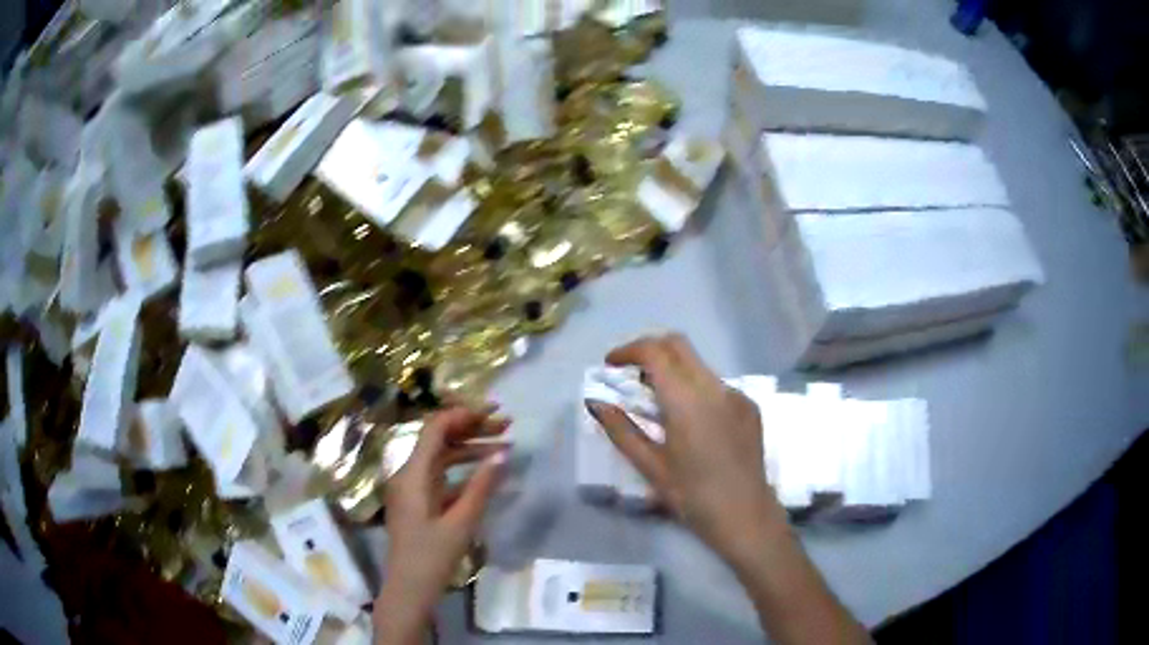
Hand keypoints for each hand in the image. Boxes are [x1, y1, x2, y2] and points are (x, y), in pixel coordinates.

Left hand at [374, 406, 509, 644]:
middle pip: (439, 439)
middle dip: (472, 429)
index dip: (464, 414)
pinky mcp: (418, 502)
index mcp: (413, 474)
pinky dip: (463, 471)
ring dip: (470, 449)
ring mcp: (411, 488)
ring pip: (441, 457)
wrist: (409, 590)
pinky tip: (486, 475)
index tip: (494, 413)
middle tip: (506, 426)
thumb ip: (482, 485)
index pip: (435, 428)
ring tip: (504, 447)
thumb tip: (503, 452)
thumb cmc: (432, 558)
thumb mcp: (462, 522)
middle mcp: (408, 474)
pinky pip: (440, 476)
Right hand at [586, 334, 786, 560]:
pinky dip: (695, 388)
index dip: (628, 350)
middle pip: (678, 345)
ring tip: (657, 401)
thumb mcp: (651, 467)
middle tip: (630, 373)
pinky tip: (691, 421)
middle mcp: (714, 387)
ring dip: (673, 369)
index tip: (610, 364)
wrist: (746, 516)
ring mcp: (736, 395)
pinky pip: (717, 384)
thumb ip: (621, 431)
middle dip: (650, 350)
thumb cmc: (693, 496)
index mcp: (687, 400)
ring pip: (699, 364)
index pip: (655, 352)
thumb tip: (596, 403)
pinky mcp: (750, 407)